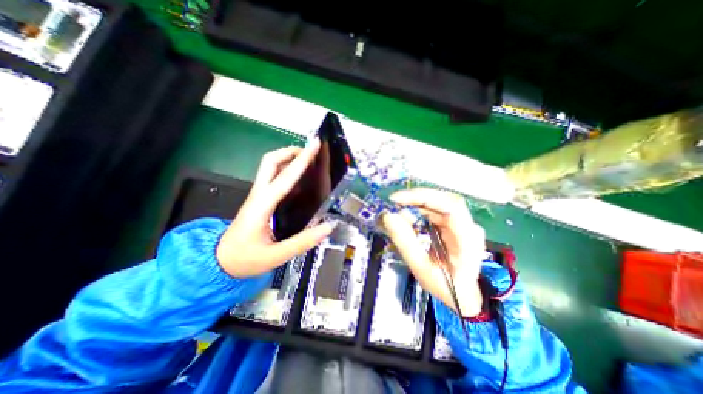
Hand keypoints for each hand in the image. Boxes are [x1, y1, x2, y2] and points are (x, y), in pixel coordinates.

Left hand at [215, 140, 332, 278]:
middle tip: (310, 153)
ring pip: (270, 166)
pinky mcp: (260, 199)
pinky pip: (274, 177)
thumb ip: (304, 242)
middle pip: (270, 161)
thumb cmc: (245, 259)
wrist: (220, 262)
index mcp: (262, 205)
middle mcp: (259, 195)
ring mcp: (258, 195)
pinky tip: (300, 179)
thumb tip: (328, 226)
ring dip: (288, 158)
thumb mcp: (276, 255)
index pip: (285, 177)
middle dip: (291, 151)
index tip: (314, 146)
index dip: (301, 160)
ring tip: (308, 162)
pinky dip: (287, 171)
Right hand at [382, 188, 486, 316]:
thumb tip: (388, 216)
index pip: (450, 206)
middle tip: (392, 203)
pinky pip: (434, 209)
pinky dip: (418, 209)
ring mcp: (462, 223)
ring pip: (438, 202)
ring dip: (415, 203)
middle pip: (443, 200)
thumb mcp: (422, 269)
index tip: (397, 199)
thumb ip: (406, 243)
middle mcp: (469, 225)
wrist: (464, 295)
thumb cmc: (447, 287)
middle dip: (415, 199)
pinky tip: (407, 216)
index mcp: (468, 239)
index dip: (424, 198)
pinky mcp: (453, 223)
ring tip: (397, 211)